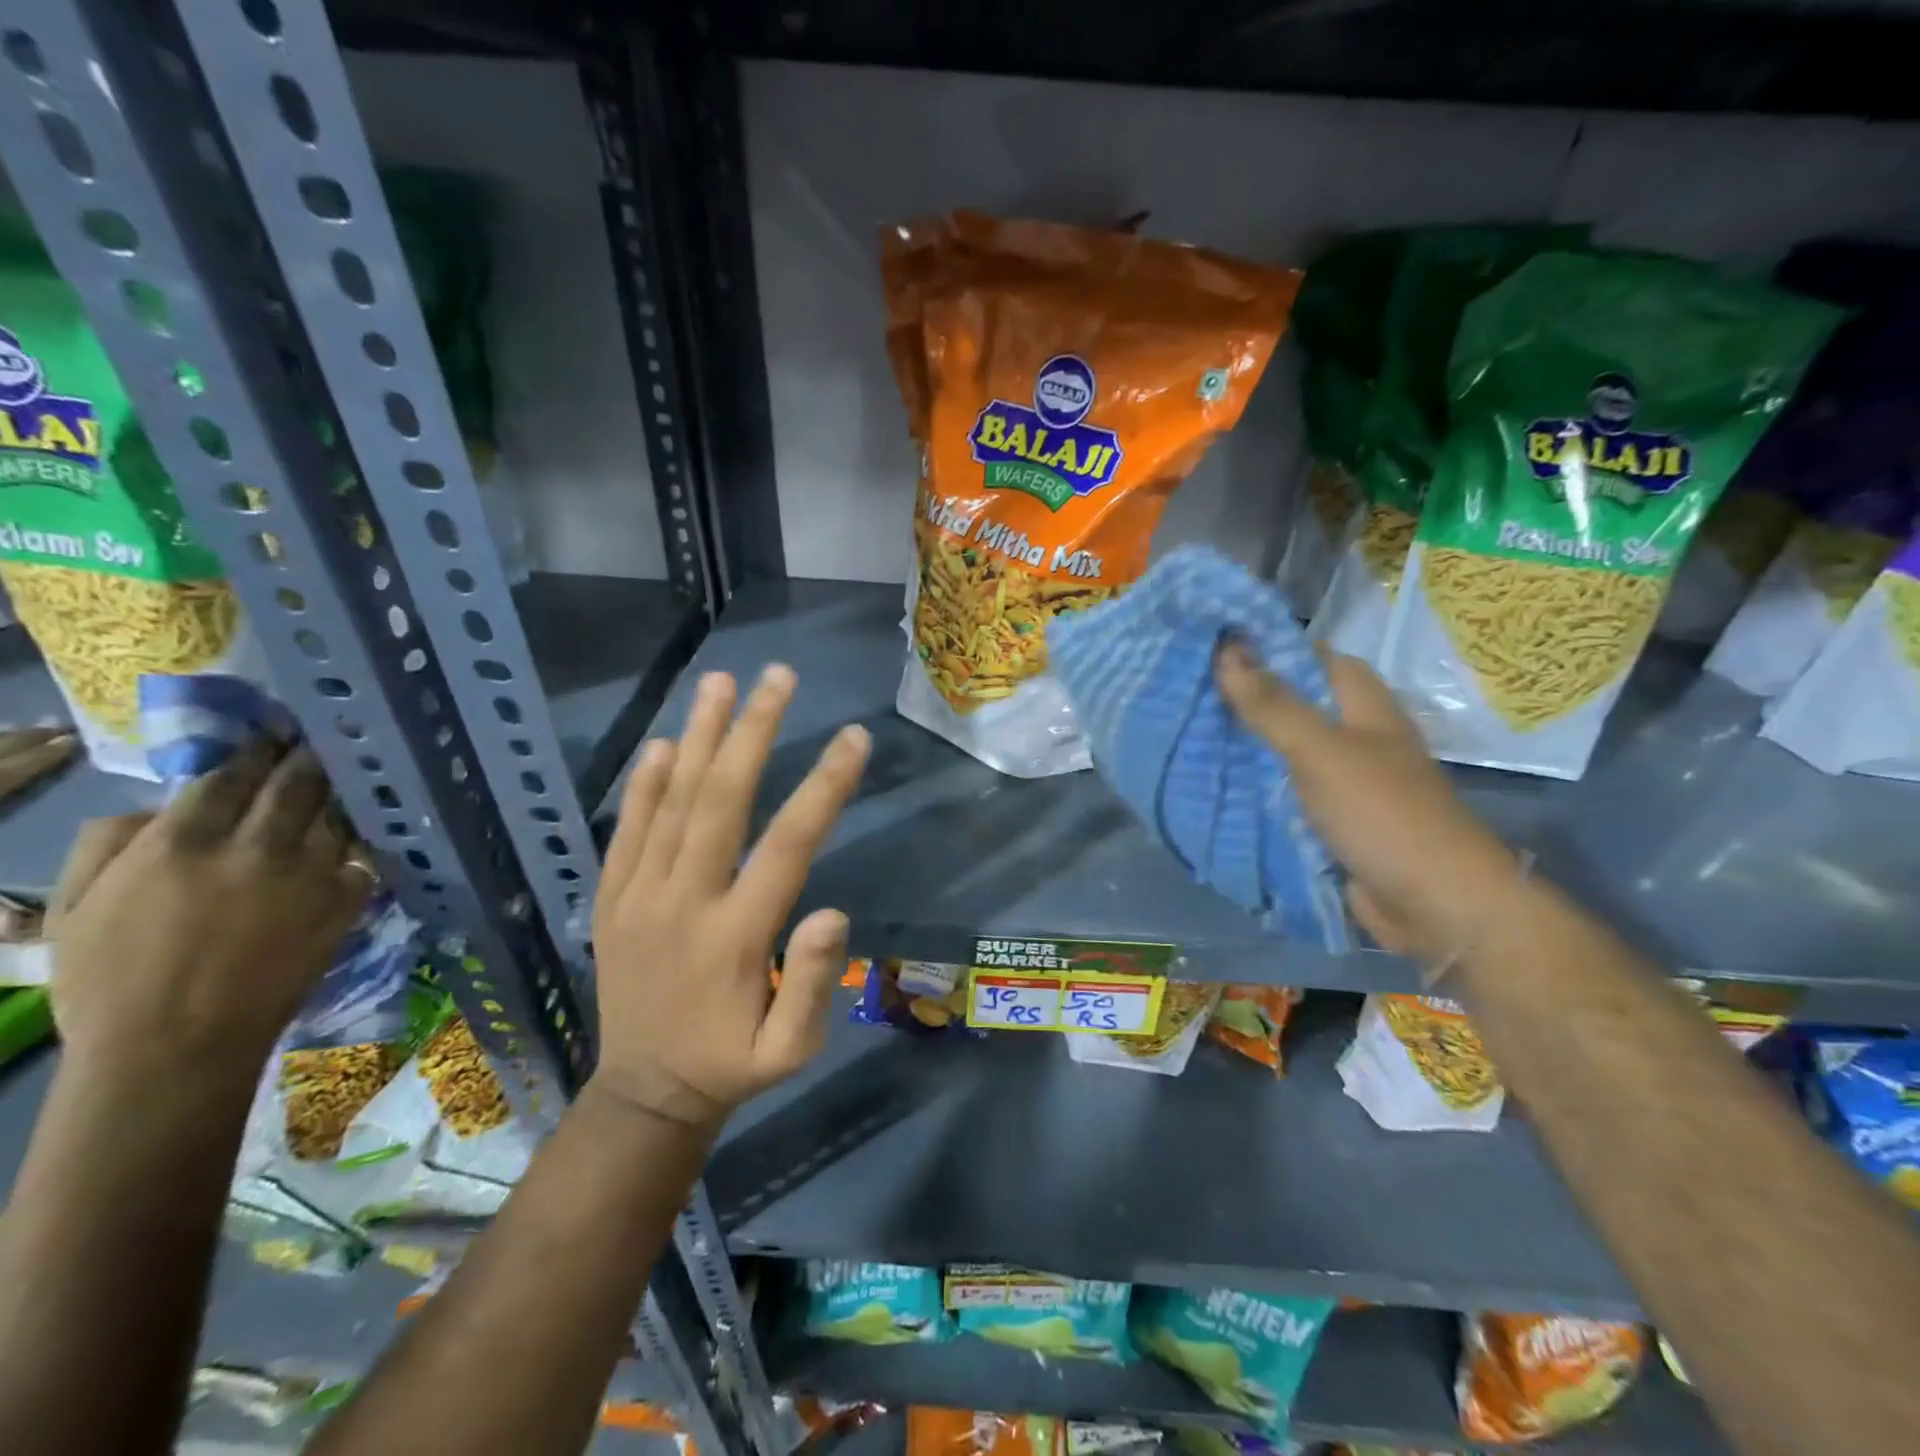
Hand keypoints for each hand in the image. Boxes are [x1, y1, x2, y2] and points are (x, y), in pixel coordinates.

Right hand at [50, 744, 371, 1083]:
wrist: (177, 1048)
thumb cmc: (108, 983)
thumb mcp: (77, 906)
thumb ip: (113, 841)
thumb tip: (160, 802)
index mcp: (183, 842)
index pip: (230, 774)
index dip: (253, 750)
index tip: (269, 735)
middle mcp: (256, 847)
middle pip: (295, 782)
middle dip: (306, 756)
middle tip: (317, 740)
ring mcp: (311, 872)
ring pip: (334, 813)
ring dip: (336, 794)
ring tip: (342, 777)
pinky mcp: (347, 900)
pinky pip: (363, 855)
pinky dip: (360, 841)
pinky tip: (360, 831)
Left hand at [590, 666, 869, 1132]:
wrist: (643, 1096)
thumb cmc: (731, 1065)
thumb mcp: (791, 1050)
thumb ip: (812, 984)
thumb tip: (833, 911)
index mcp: (736, 936)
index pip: (788, 845)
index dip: (824, 787)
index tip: (854, 737)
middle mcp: (684, 902)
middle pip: (721, 802)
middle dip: (752, 732)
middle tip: (778, 676)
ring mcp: (638, 897)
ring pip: (670, 803)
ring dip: (697, 737)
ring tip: (720, 682)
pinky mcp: (610, 900)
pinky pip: (625, 831)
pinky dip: (643, 784)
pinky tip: (660, 743)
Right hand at [1215, 641, 1519, 962]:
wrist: (1433, 905)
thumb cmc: (1382, 813)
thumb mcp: (1321, 751)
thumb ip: (1272, 704)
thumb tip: (1226, 648)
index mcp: (1362, 704)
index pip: (1310, 656)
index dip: (1265, 645)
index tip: (1208, 643)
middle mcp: (1353, 734)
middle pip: (1292, 702)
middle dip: (1243, 697)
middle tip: (1184, 689)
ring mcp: (1342, 778)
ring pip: (1283, 748)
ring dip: (1243, 742)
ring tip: (1184, 728)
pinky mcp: (1330, 816)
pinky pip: (1283, 789)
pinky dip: (1252, 784)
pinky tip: (1211, 780)